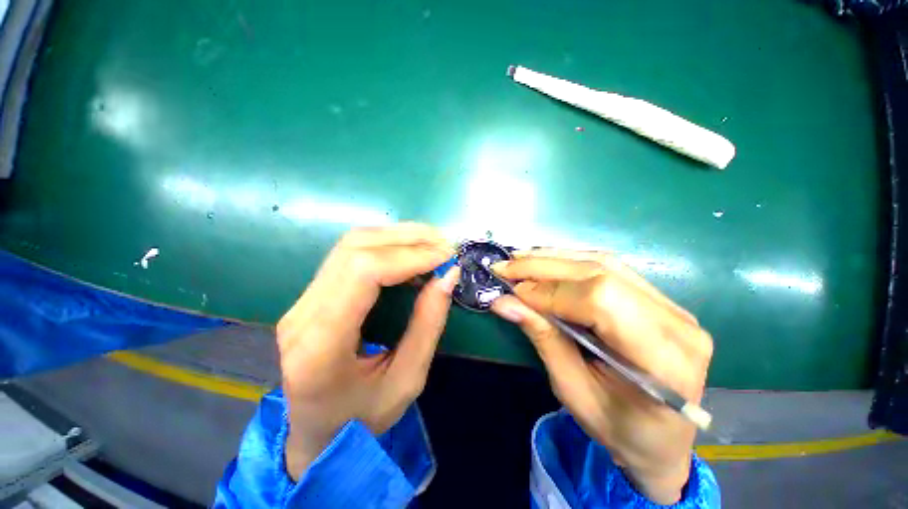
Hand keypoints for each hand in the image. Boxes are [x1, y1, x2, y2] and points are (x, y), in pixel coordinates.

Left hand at [276, 223, 459, 480]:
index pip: (363, 272)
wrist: (317, 436)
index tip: (446, 257)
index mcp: (320, 344)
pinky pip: (351, 255)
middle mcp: (302, 314)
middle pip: (355, 249)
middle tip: (445, 246)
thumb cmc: (362, 420)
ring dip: (398, 237)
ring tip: (432, 245)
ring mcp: (302, 301)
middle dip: (408, 239)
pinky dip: (387, 247)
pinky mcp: (312, 296)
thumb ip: (428, 323)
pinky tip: (411, 256)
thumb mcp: (408, 380)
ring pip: (351, 245)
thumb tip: (448, 275)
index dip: (409, 256)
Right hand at [489, 249, 712, 503]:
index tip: (513, 292)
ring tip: (520, 259)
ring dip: (555, 258)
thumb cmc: (618, 427)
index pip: (600, 301)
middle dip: (544, 266)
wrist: (661, 438)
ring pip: (604, 263)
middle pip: (601, 273)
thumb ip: (542, 338)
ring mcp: (671, 305)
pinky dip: (570, 262)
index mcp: (664, 359)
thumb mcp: (573, 391)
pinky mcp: (657, 298)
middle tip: (506, 265)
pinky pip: (608, 268)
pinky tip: (545, 262)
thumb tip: (504, 302)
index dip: (551, 291)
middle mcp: (675, 322)